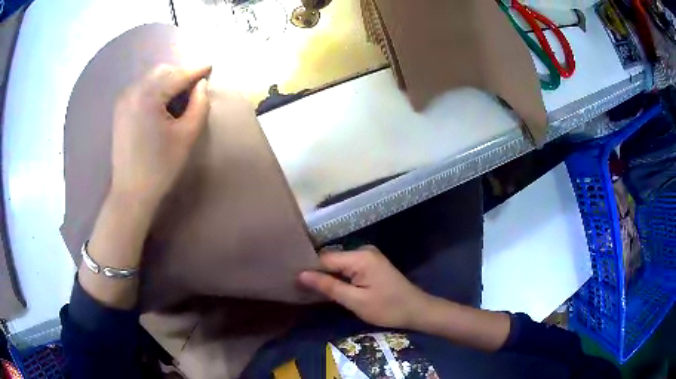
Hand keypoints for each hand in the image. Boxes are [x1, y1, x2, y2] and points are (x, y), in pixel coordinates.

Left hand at [111, 64, 210, 208]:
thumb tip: (201, 85)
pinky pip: (141, 88)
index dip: (196, 70)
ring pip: (151, 78)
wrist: (131, 192)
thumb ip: (199, 105)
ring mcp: (124, 100)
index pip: (177, 75)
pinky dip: (155, 88)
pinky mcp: (120, 109)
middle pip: (162, 71)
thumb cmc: (160, 167)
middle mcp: (133, 91)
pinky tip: (162, 102)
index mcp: (148, 97)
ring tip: (180, 94)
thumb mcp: (186, 136)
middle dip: (180, 73)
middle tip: (195, 85)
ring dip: (167, 80)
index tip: (211, 66)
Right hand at [299, 246, 433, 328]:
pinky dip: (338, 277)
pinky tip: (329, 287)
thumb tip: (301, 274)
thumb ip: (328, 286)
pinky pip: (347, 267)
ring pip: (338, 264)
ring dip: (327, 275)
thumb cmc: (387, 308)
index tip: (292, 279)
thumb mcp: (355, 301)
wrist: (416, 310)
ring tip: (310, 287)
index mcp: (360, 256)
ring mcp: (368, 256)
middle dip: (317, 272)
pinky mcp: (371, 264)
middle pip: (331, 259)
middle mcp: (363, 250)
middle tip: (299, 286)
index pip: (324, 258)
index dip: (308, 268)